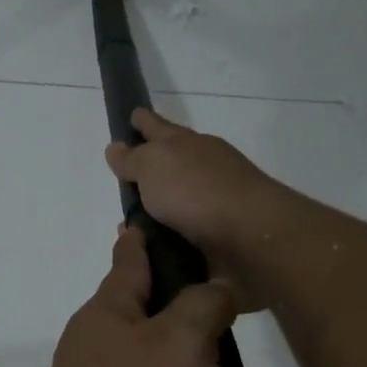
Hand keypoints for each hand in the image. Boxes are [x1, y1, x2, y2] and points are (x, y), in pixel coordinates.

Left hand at [14, 226, 235, 366]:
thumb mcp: (181, 342)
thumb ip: (203, 305)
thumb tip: (214, 287)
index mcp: (107, 316)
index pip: (128, 261)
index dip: (140, 240)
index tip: (141, 219)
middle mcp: (102, 353)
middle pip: (159, 327)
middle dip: (201, 339)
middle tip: (239, 341)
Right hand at [104, 109, 293, 305]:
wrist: (250, 238)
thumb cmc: (196, 191)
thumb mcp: (153, 165)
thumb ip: (133, 159)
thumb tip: (116, 147)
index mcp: (187, 145)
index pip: (158, 126)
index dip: (142, 121)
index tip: (132, 115)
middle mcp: (203, 169)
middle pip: (170, 164)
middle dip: (149, 168)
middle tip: (124, 180)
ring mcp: (214, 203)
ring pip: (176, 202)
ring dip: (156, 211)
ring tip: (129, 227)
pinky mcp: (219, 237)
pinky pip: (183, 235)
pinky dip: (166, 239)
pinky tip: (150, 251)